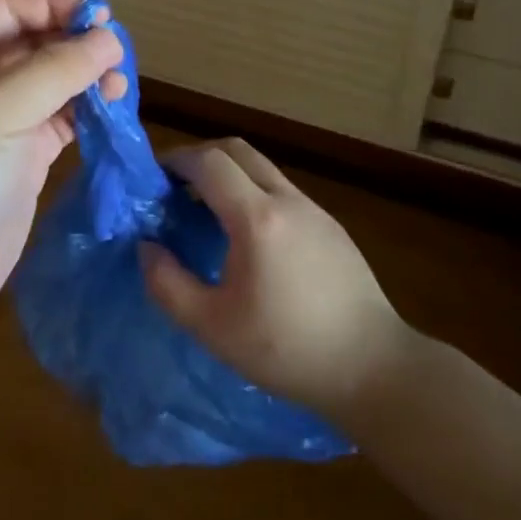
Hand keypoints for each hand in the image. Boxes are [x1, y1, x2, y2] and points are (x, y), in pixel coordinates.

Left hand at [0, 0, 124, 362]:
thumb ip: (55, 69)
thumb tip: (109, 38)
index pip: (12, 8)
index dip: (57, 5)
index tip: (104, 19)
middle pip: (37, 42)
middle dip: (77, 43)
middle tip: (119, 60)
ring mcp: (1, 123)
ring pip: (53, 82)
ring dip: (87, 79)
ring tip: (118, 90)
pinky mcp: (22, 159)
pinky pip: (61, 121)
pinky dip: (87, 114)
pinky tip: (110, 116)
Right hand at [142, 139, 411, 415]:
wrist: (374, 368)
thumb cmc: (287, 350)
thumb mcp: (212, 327)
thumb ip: (167, 284)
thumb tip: (146, 247)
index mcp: (256, 218)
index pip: (209, 162)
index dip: (176, 161)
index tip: (154, 179)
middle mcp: (287, 200)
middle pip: (237, 151)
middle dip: (200, 158)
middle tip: (176, 188)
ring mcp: (314, 210)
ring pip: (262, 168)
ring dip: (229, 175)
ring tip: (207, 211)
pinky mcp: (331, 226)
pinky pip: (282, 190)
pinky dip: (253, 192)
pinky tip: (248, 237)